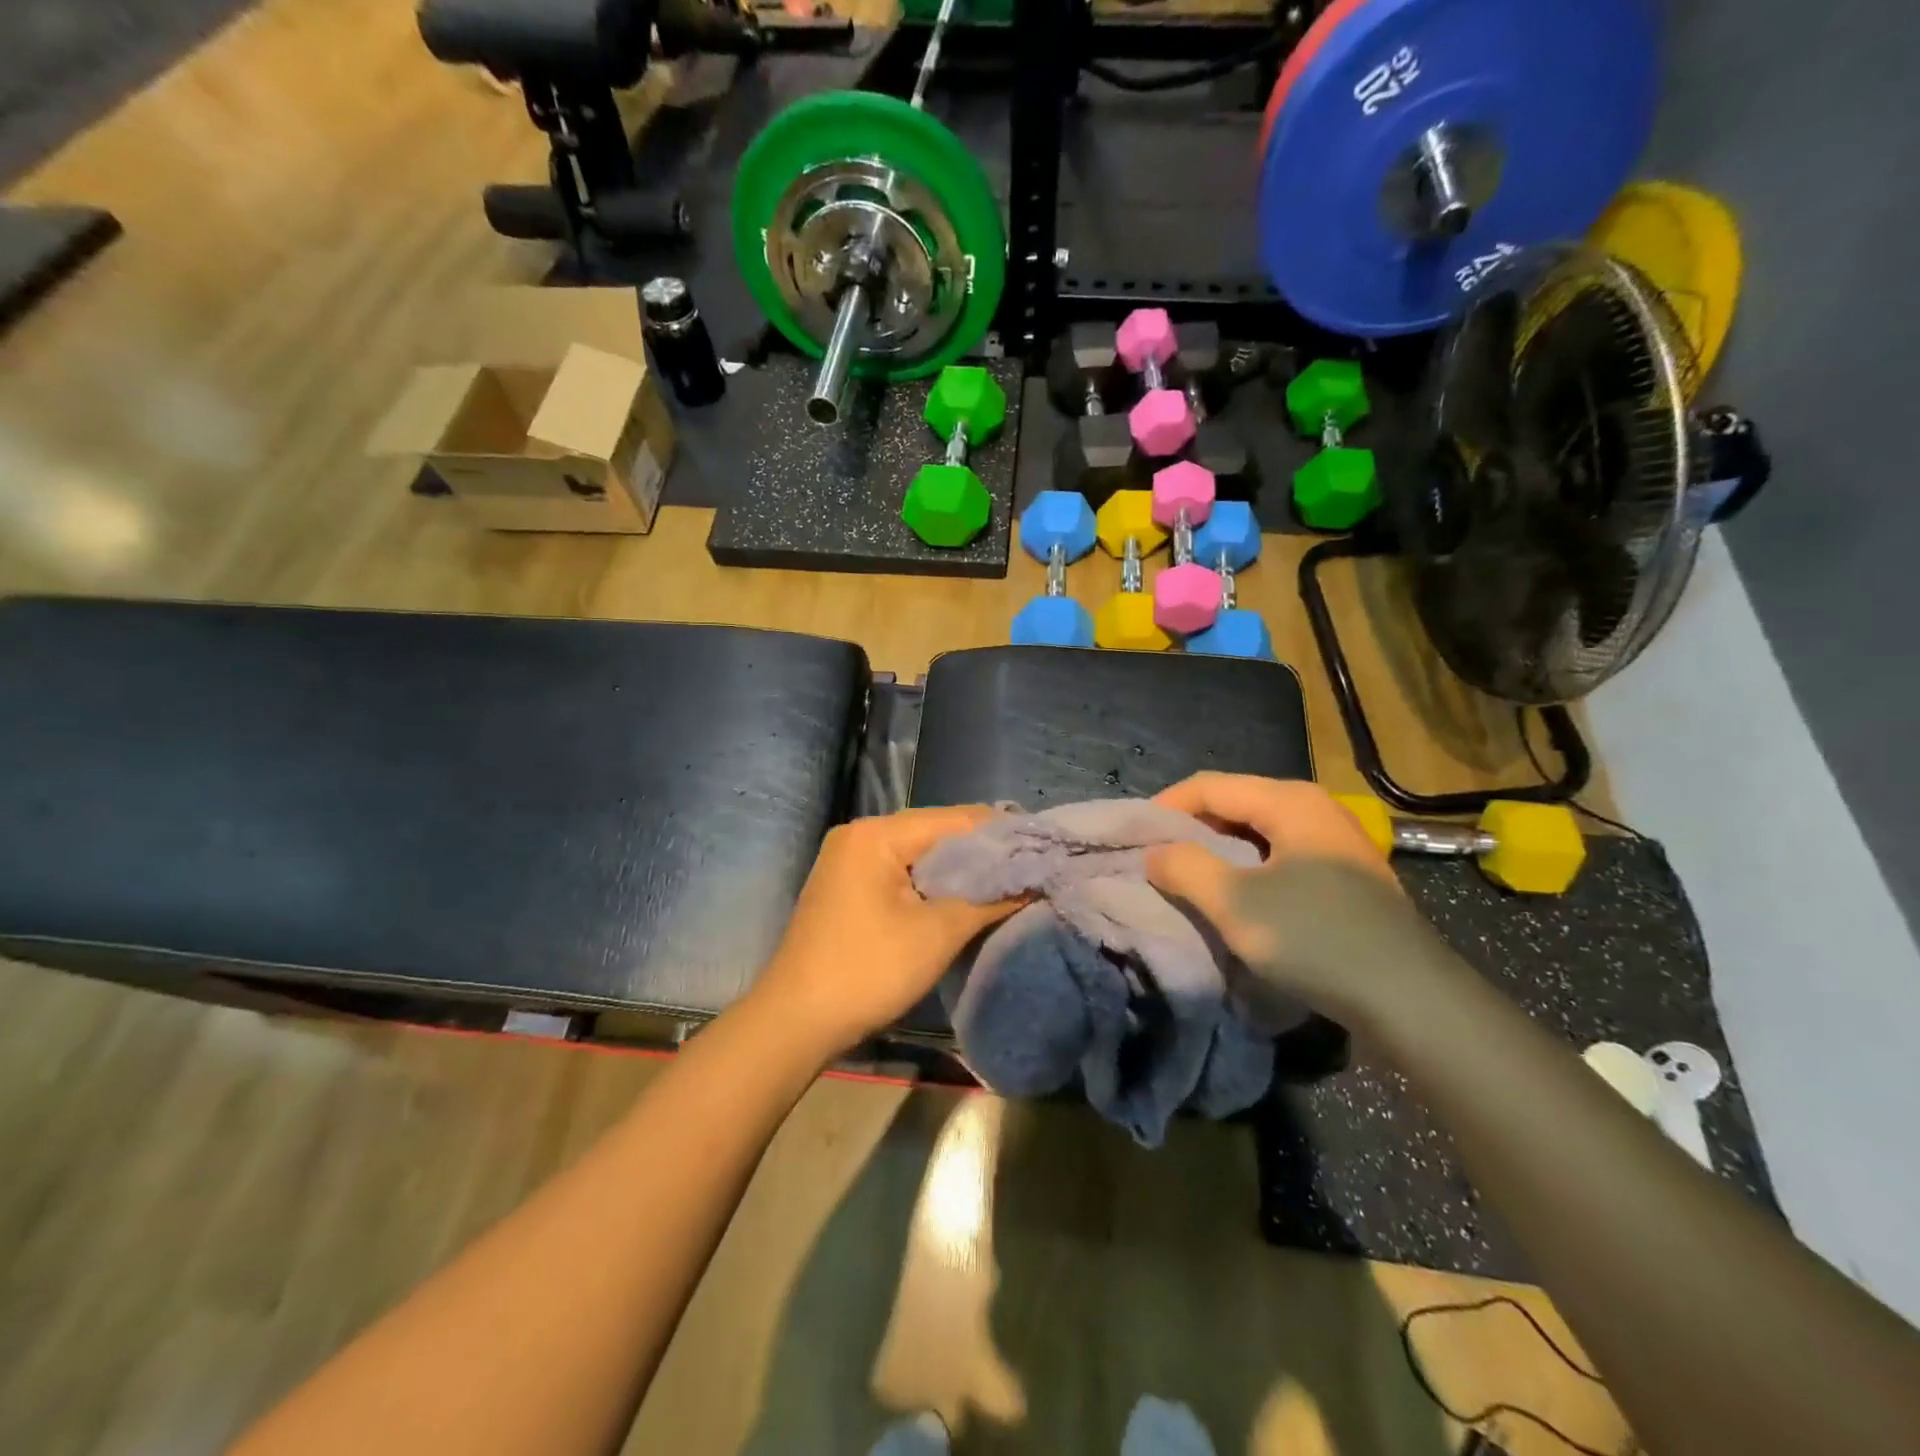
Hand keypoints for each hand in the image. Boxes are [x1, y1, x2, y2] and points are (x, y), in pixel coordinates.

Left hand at [749, 807, 1021, 1056]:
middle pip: (936, 832)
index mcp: (877, 834)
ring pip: (920, 854)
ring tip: (1008, 881)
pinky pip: (902, 872)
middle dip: (983, 852)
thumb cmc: (867, 971)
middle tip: (1032, 867)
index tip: (1044, 847)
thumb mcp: (937, 934)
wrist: (795, 1022)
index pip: (955, 819)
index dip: (1002, 833)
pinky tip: (964, 896)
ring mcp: (850, 860)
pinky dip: (934, 883)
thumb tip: (1035, 881)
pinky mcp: (849, 886)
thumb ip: (989, 900)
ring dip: (960, 870)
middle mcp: (860, 835)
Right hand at [1144, 774, 1450, 1025]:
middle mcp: (1315, 806)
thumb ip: (1185, 867)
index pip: (1209, 785)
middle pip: (1235, 801)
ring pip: (1258, 829)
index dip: (1165, 807)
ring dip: (1219, 848)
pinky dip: (1249, 864)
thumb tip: (1155, 852)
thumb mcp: (1235, 904)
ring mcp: (1336, 839)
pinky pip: (1281, 852)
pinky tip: (1238, 893)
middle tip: (1158, 857)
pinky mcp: (1346, 872)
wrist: (1412, 999)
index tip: (1134, 838)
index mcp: (1289, 800)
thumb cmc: (1315, 939)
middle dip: (1191, 827)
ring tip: (1190, 875)